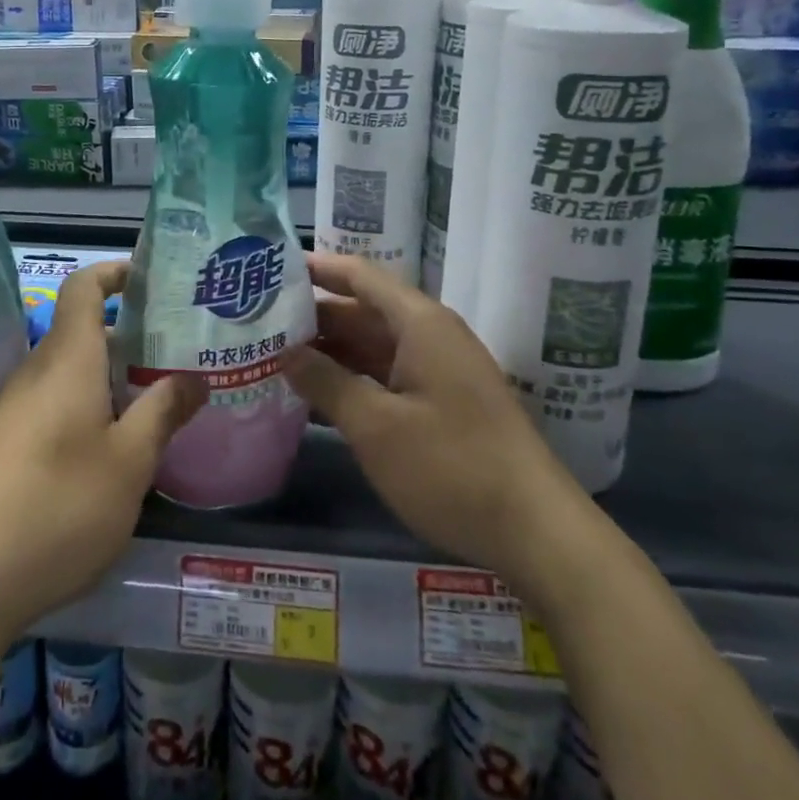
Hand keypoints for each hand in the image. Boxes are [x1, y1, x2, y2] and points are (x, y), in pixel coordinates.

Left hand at [0, 261, 207, 639]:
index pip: (84, 287)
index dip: (116, 273)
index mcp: (67, 359)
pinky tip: (108, 454)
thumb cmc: (55, 507)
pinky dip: (86, 409)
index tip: (153, 281)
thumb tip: (195, 377)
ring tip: (154, 406)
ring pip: (69, 374)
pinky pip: (51, 405)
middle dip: (129, 338)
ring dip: (110, 379)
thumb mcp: (128, 463)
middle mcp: (35, 372)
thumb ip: (163, 413)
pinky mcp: (0, 446)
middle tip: (177, 358)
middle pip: (82, 332)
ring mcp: (12, 410)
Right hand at [284, 253, 586, 591]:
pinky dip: (354, 379)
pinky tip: (318, 397)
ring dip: (331, 351)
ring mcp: (441, 370)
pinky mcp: (445, 402)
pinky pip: (389, 375)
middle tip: (260, 321)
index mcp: (419, 323)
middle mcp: (431, 335)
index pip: (360, 275)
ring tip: (277, 356)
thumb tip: (285, 353)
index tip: (272, 267)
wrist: (537, 532)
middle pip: (363, 310)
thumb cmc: (451, 467)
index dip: (317, 267)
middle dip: (315, 315)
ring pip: (374, 345)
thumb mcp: (376, 426)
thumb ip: (326, 382)